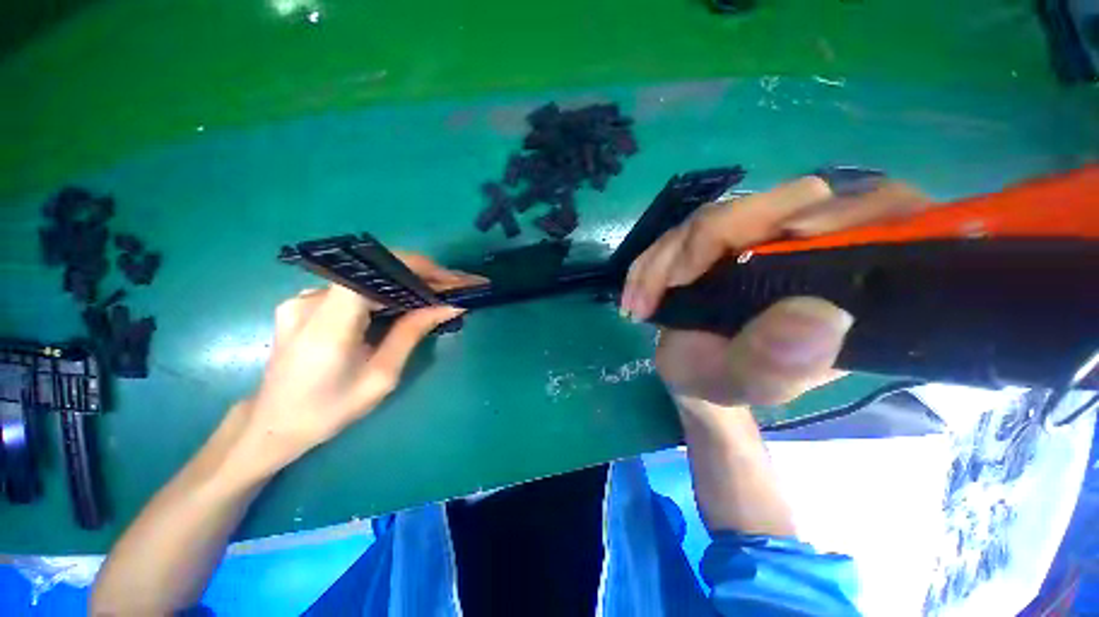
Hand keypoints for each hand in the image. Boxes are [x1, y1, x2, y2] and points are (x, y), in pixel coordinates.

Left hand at [236, 254, 485, 474]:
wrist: (273, 424)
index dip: (414, 267)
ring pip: (367, 277)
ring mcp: (303, 298)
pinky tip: (404, 303)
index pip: (374, 273)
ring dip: (404, 283)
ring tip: (436, 294)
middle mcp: (310, 301)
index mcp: (328, 325)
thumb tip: (449, 306)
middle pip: (375, 272)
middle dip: (419, 275)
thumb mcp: (382, 376)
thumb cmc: (331, 410)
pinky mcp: (304, 302)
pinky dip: (385, 291)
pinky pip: (354, 287)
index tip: (449, 279)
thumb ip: (412, 333)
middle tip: (453, 287)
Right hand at [623, 176, 928, 408]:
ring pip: (719, 215)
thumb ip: (778, 363)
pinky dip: (653, 259)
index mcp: (849, 280)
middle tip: (667, 286)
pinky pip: (685, 230)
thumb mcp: (750, 383)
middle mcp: (810, 246)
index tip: (782, 239)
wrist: (690, 371)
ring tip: (641, 301)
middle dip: (710, 240)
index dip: (843, 211)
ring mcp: (758, 236)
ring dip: (668, 255)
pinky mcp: (718, 238)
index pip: (882, 212)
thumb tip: (820, 316)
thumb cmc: (726, 381)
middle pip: (780, 202)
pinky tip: (637, 291)